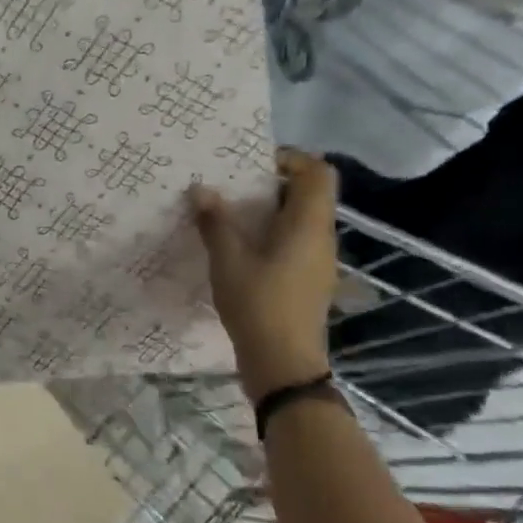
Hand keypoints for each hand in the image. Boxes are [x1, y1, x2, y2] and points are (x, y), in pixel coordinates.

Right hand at [190, 149, 337, 401]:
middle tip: (229, 186)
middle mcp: (321, 237)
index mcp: (308, 225)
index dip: (290, 159)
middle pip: (308, 194)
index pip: (318, 172)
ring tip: (227, 215)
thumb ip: (215, 222)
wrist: (283, 363)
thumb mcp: (227, 260)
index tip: (249, 163)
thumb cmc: (258, 304)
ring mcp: (318, 261)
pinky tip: (237, 249)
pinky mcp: (308, 280)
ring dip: (267, 211)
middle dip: (270, 184)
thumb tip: (201, 190)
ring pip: (299, 220)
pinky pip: (293, 242)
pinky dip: (269, 234)